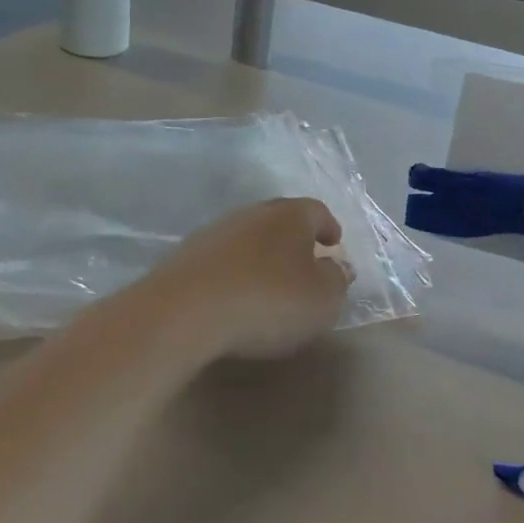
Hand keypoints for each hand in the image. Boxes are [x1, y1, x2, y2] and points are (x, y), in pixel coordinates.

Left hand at [149, 198, 351, 359]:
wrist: (185, 311)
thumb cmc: (269, 301)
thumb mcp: (322, 300)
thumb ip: (336, 280)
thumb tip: (338, 267)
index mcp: (291, 215)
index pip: (317, 211)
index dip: (328, 227)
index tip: (333, 243)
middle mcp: (253, 213)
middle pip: (280, 219)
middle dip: (294, 239)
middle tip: (304, 262)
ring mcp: (215, 231)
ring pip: (248, 237)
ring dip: (261, 254)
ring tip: (268, 282)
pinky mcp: (186, 255)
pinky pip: (221, 259)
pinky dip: (234, 271)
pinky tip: (234, 294)